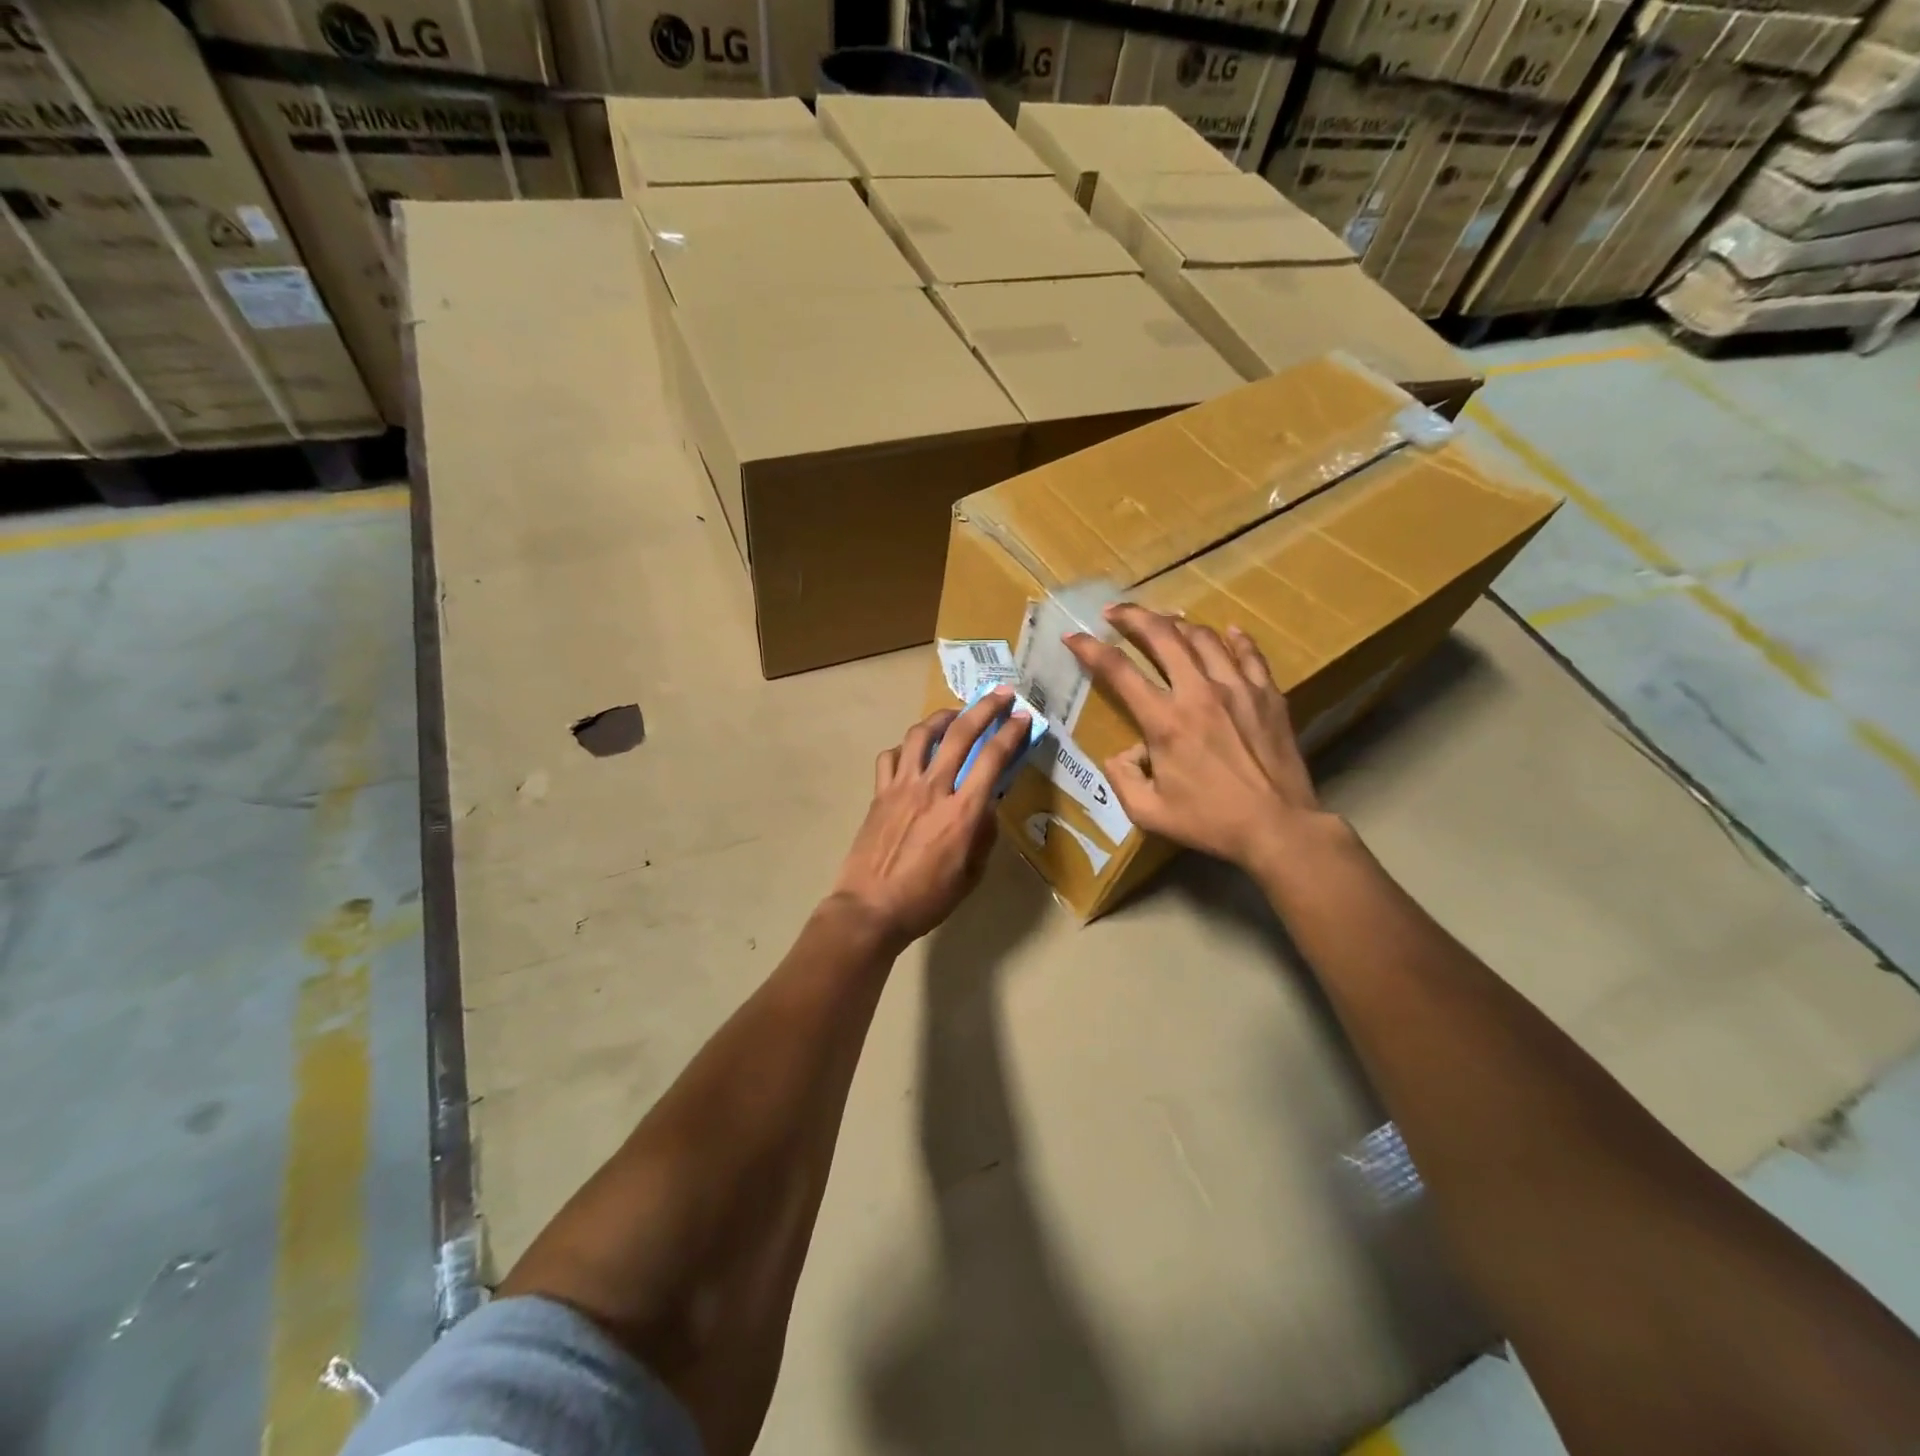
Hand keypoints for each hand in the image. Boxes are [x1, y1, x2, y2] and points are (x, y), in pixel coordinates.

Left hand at [830, 688, 1031, 946]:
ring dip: (942, 717)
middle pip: (961, 733)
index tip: (1022, 717)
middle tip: (999, 694)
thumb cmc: (927, 899)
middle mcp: (933, 788)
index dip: (1011, 733)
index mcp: (963, 811)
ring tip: (954, 715)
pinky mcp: (879, 793)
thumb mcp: (971, 874)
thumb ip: (983, 834)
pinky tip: (913, 753)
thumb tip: (987, 805)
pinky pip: (891, 757)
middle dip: (984, 708)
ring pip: (921, 735)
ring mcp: (901, 787)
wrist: (871, 908)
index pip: (993, 759)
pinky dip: (905, 748)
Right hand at [1065, 604, 1325, 872]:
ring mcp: (1238, 689)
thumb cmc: (1210, 822)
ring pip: (1204, 638)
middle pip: (1163, 636)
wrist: (1278, 827)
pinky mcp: (1268, 695)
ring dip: (1178, 624)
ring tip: (1165, 621)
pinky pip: (1249, 653)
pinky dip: (1234, 638)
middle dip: (1134, 617)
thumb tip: (1122, 753)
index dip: (1090, 649)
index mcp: (1165, 722)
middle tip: (1115, 612)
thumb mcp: (1148, 812)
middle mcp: (1199, 693)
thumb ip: (1122, 778)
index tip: (1074, 636)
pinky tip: (1227, 631)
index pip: (1119, 671)